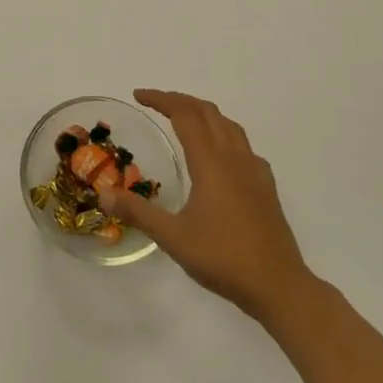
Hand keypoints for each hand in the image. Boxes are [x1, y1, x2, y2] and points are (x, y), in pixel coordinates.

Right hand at [99, 89, 313, 323]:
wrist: (279, 286)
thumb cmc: (223, 258)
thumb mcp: (173, 238)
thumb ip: (138, 212)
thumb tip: (103, 193)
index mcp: (210, 162)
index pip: (184, 114)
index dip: (160, 100)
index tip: (138, 96)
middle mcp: (234, 157)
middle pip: (208, 112)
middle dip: (180, 100)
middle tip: (155, 103)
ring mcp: (254, 170)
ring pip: (228, 125)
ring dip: (204, 114)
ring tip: (185, 120)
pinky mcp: (266, 187)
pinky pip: (243, 146)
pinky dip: (224, 136)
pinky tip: (220, 157)